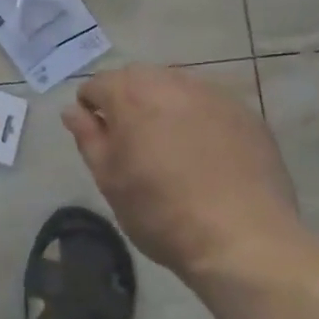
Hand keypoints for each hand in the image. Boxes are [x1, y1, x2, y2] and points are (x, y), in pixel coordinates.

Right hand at [63, 66, 307, 276]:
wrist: (243, 240)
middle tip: (132, 141)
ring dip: (164, 106)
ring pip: (176, 87)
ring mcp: (214, 95)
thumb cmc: (161, 212)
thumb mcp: (109, 179)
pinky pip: (210, 105)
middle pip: (137, 78)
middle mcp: (171, 82)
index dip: (90, 109)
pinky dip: (199, 119)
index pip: (97, 84)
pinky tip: (206, 153)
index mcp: (130, 95)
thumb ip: (88, 137)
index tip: (98, 139)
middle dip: (127, 101)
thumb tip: (72, 110)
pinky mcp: (246, 114)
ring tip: (170, 145)